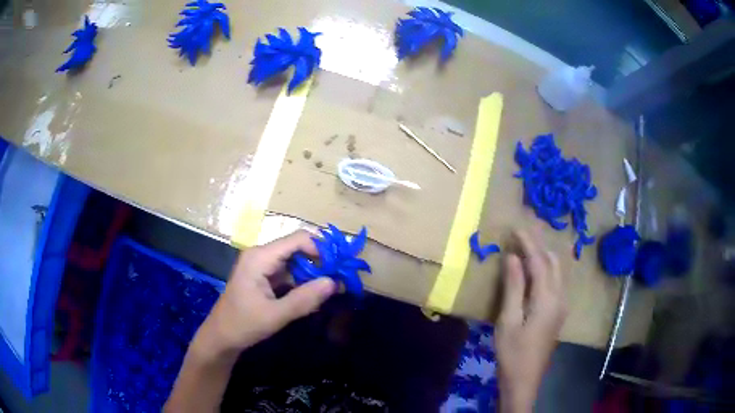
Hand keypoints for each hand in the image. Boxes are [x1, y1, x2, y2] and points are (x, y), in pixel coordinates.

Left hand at [194, 231, 335, 358]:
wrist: (221, 337)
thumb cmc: (243, 324)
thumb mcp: (275, 315)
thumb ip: (304, 299)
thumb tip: (335, 282)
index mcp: (260, 257)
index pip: (298, 239)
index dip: (321, 249)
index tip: (339, 267)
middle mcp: (262, 255)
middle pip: (298, 248)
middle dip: (320, 261)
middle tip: (340, 279)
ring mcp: (263, 265)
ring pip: (295, 261)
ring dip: (314, 273)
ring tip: (332, 288)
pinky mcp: (265, 276)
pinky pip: (289, 272)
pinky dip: (303, 281)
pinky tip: (314, 295)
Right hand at [495, 230, 566, 412]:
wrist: (524, 380)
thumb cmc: (512, 352)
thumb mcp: (508, 321)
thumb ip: (513, 287)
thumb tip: (512, 257)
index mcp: (548, 299)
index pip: (539, 262)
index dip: (528, 243)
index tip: (515, 228)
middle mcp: (560, 298)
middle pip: (553, 262)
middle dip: (538, 246)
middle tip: (519, 236)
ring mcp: (562, 306)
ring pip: (557, 271)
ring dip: (543, 256)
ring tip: (525, 248)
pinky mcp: (558, 313)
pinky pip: (556, 281)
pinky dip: (546, 269)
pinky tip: (535, 270)